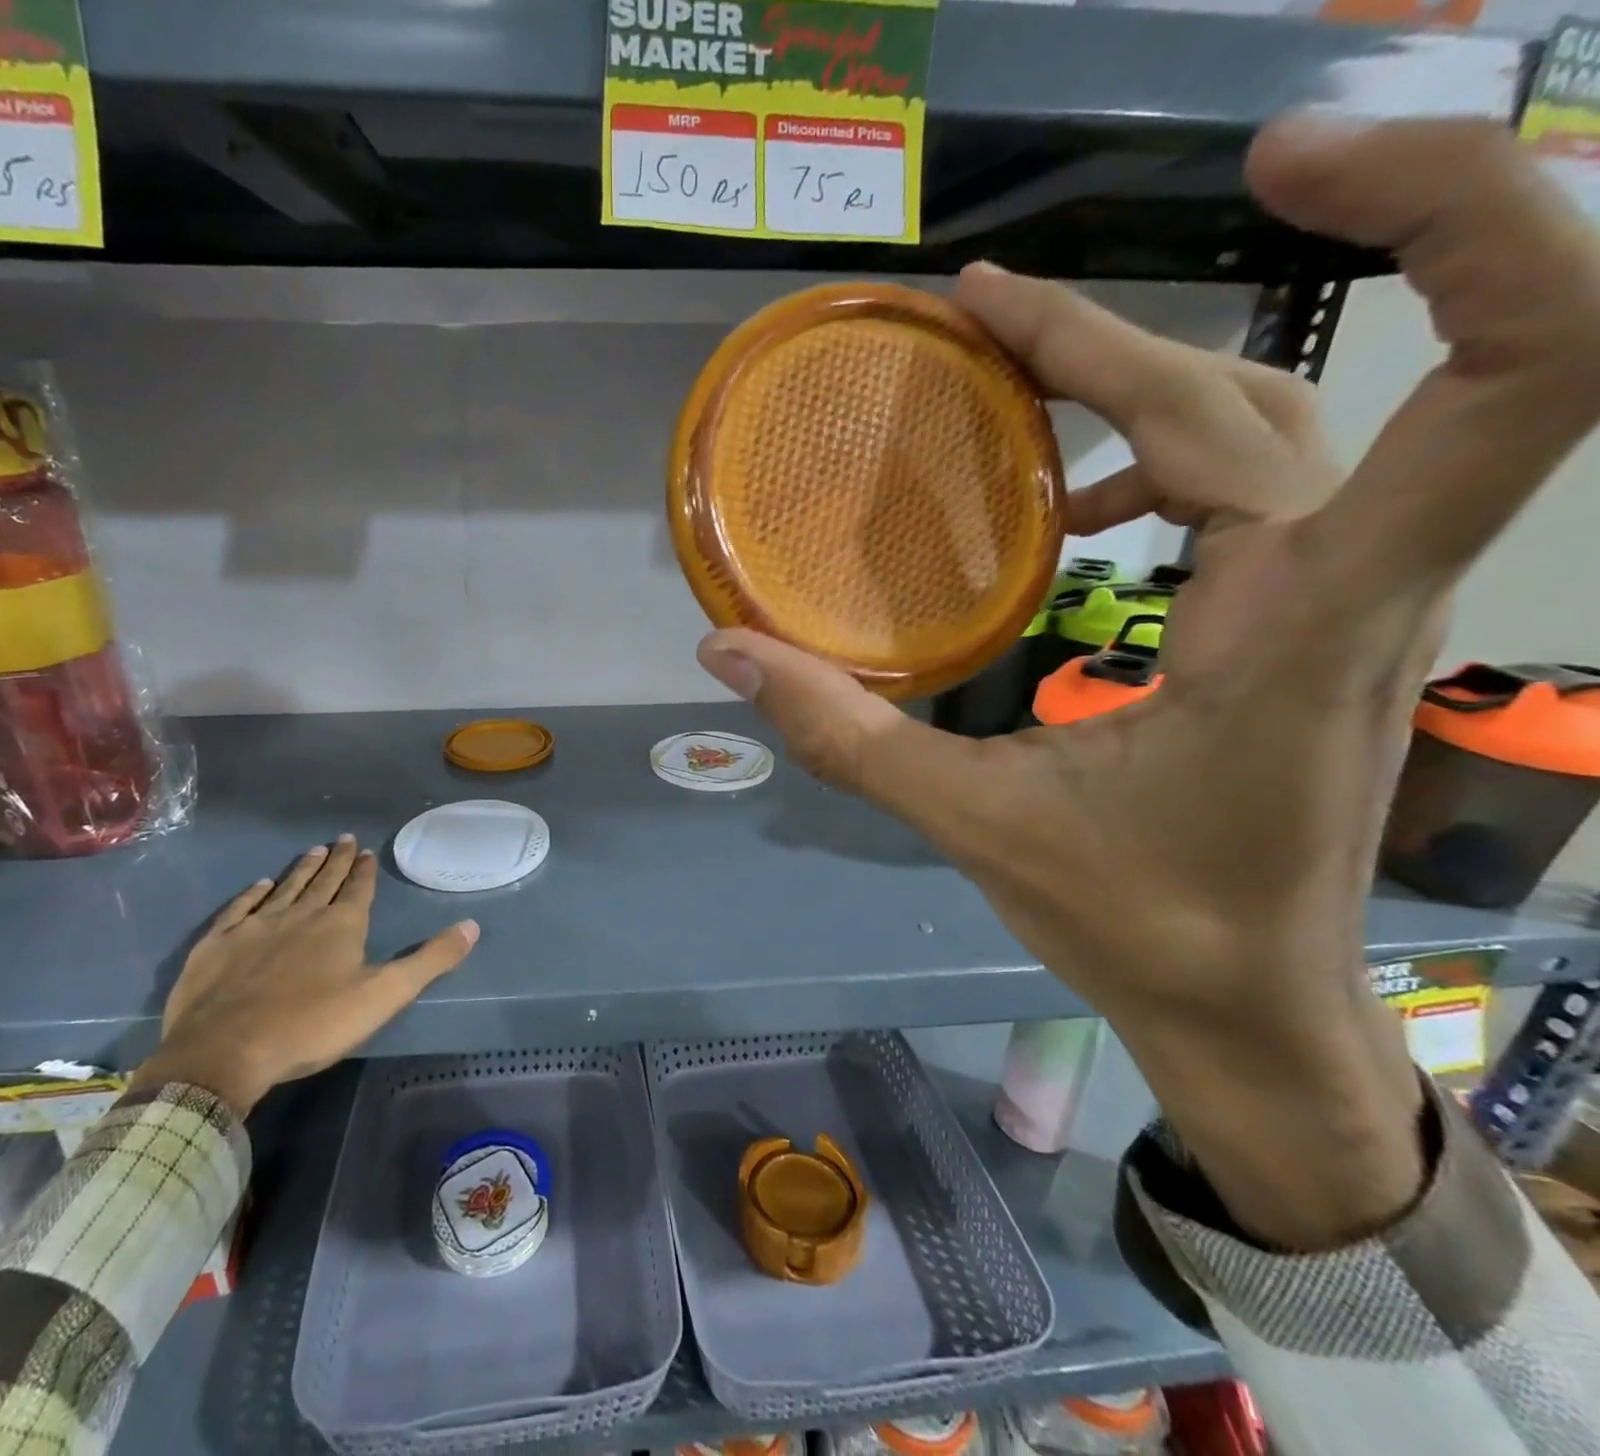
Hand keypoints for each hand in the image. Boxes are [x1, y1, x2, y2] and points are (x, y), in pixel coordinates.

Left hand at [131, 837, 478, 1115]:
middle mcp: (301, 915)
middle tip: (343, 838)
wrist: (226, 1050)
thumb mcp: (384, 995)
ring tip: (313, 850)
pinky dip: (253, 894)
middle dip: (336, 860)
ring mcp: (256, 926)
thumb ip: (429, 960)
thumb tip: (472, 926)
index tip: (366, 850)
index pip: (358, 889)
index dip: (364, 870)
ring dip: (301, 869)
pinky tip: (259, 885)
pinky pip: (241, 908)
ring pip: (285, 888)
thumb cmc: (313, 1024)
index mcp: (341, 926)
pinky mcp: (219, 943)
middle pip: (324, 881)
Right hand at [698, 116, 1599, 1247]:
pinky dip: (1147, 457)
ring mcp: (1335, 597)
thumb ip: (846, 733)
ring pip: (1261, 426)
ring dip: (1134, 379)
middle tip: (977, 314)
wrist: (1243, 1003)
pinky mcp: (1302, 620)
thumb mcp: (974, 824)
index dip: (1452, 218)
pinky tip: (1064, 504)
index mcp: (1306, 618)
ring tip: (1009, 370)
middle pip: (1263, 391)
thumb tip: (726, 650)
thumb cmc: (1135, 922)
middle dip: (1120, 332)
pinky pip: (1239, 488)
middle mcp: (1348, 580)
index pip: (1510, 371)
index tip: (1281, 165)